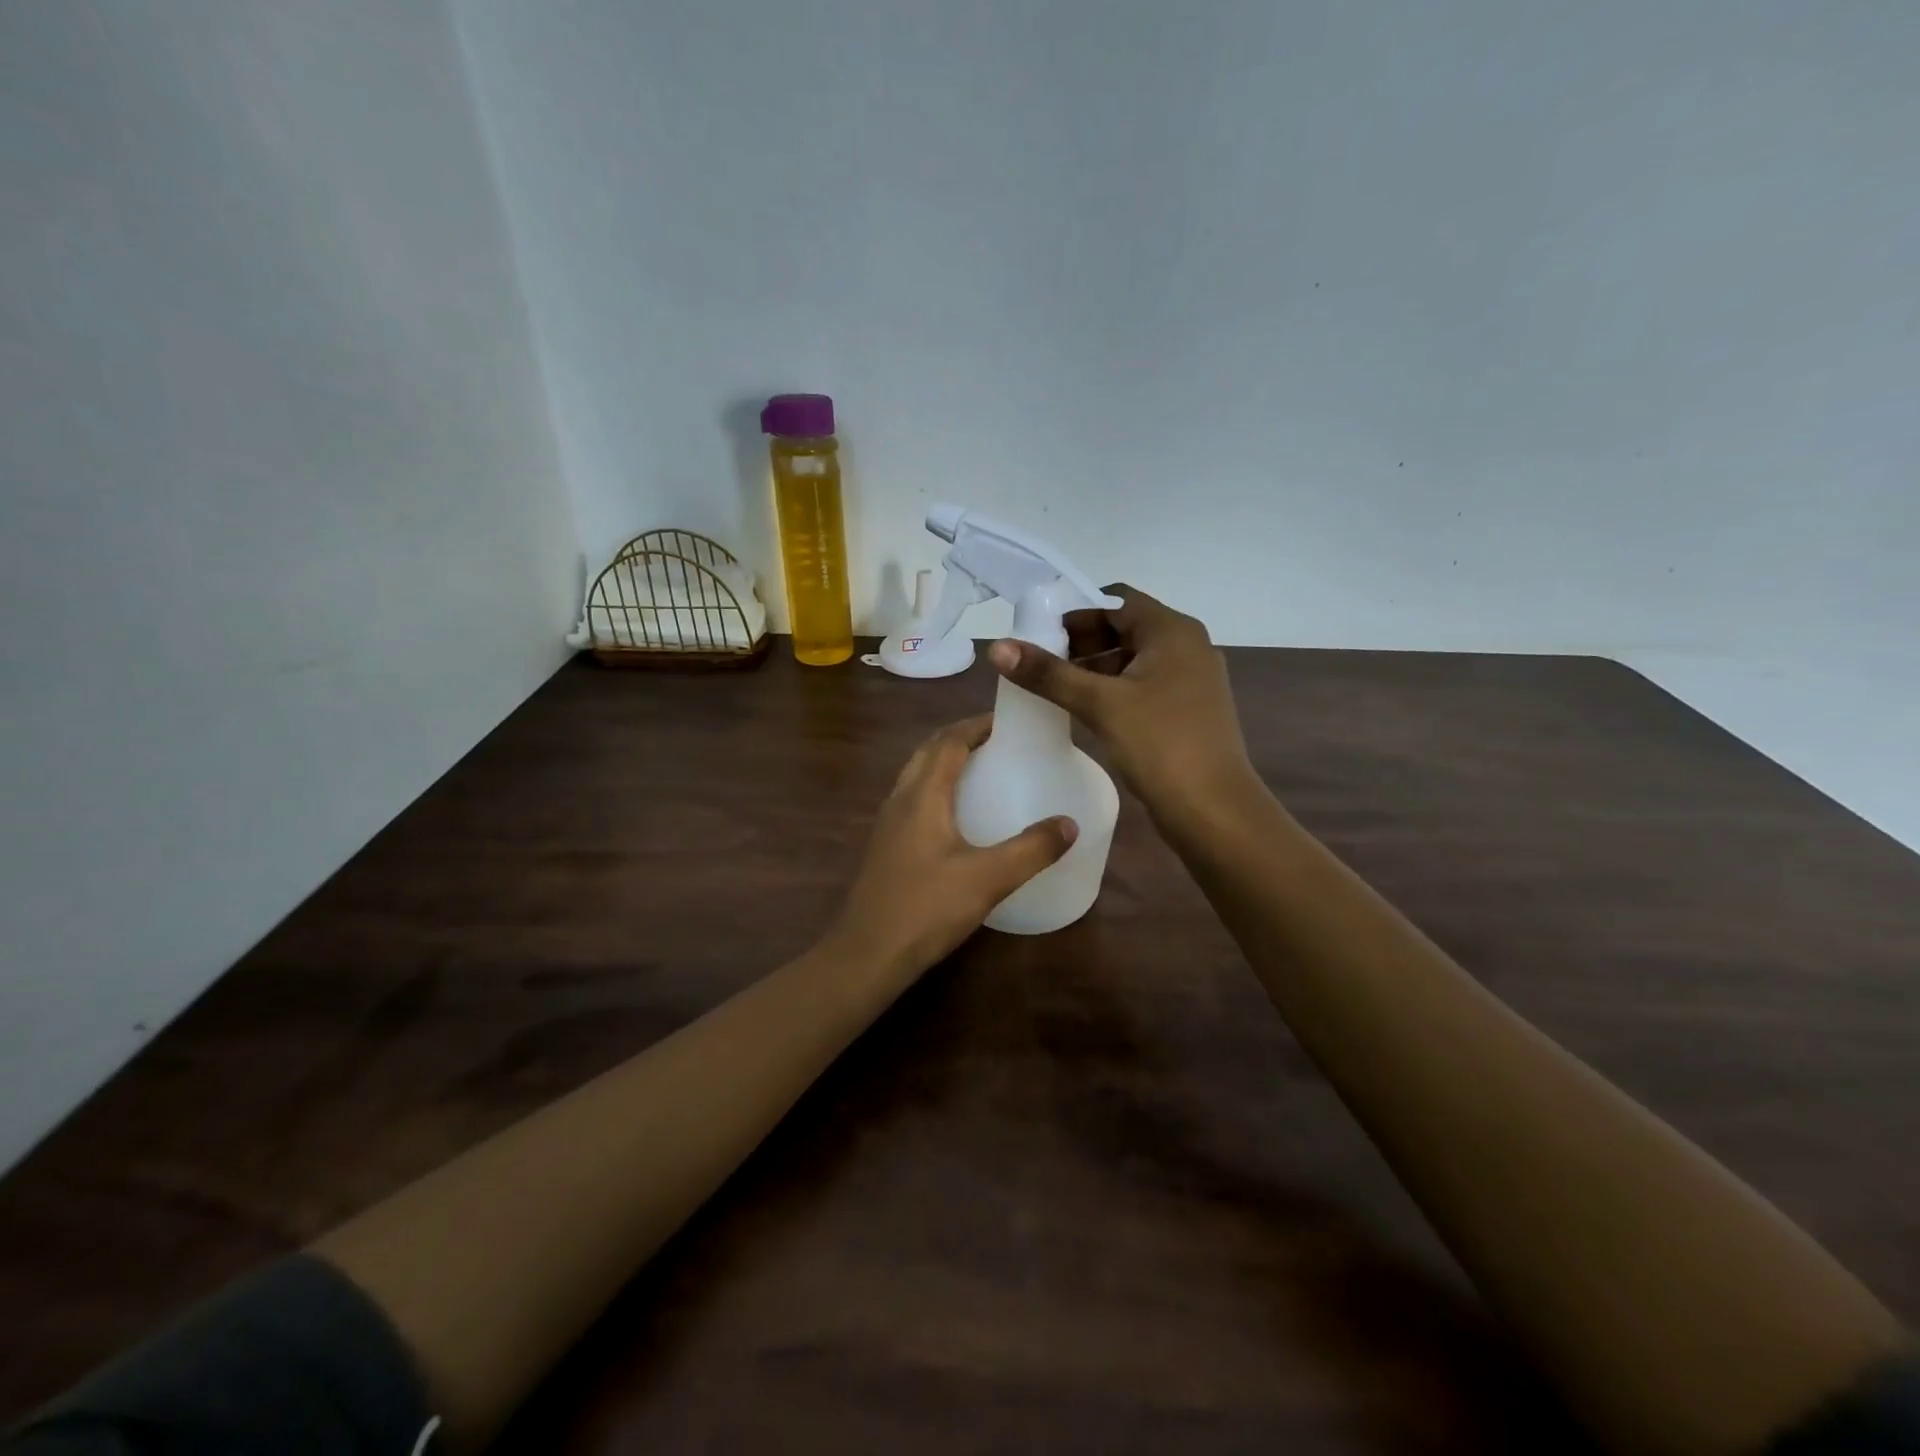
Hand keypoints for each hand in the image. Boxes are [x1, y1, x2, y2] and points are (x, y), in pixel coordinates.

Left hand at [829, 717, 1077, 980]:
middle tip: (998, 741)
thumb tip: (1070, 824)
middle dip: (961, 738)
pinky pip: (912, 799)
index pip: (949, 741)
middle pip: (928, 751)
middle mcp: (900, 799)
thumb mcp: (988, 879)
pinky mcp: (885, 846)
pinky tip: (956, 816)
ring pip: (916, 775)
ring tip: (981, 770)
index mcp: (923, 795)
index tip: (1008, 720)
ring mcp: (888, 823)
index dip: (977, 725)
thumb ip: (1031, 849)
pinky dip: (935, 788)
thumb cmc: (926, 909)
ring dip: (944, 761)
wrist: (868, 954)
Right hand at [987, 584, 1256, 834]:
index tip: (1038, 635)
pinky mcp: (1188, 710)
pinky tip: (1084, 710)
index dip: (1074, 613)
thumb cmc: (1160, 744)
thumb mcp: (1100, 704)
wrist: (1213, 810)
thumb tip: (998, 647)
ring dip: (1094, 668)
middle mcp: (1187, 647)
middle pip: (1124, 628)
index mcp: (1173, 631)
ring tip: (1054, 688)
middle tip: (1040, 664)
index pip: (1116, 601)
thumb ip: (1048, 674)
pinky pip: (1143, 686)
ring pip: (1132, 660)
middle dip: (1080, 643)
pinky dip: (1112, 690)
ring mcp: (1191, 680)